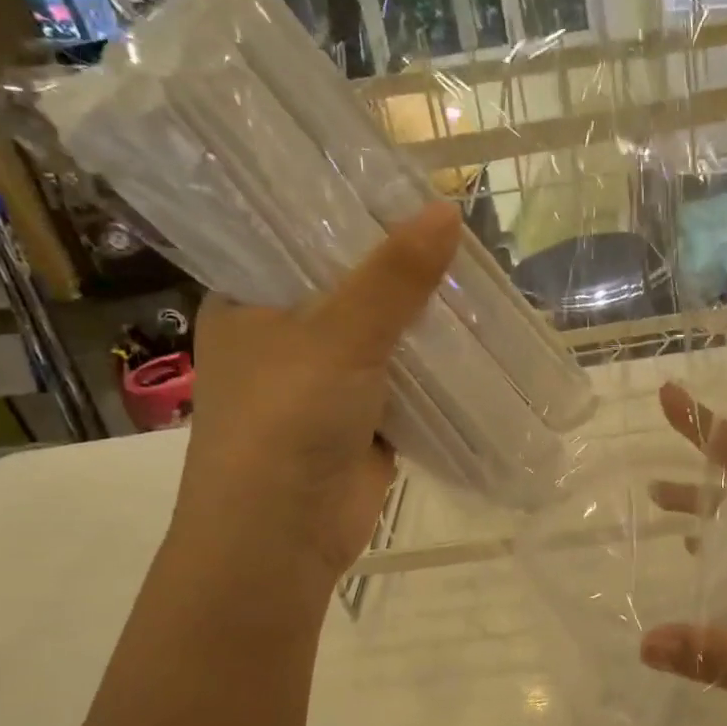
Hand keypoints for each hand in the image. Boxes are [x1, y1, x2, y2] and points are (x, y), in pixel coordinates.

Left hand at [170, 202, 461, 603]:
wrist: (281, 538)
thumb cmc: (286, 421)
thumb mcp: (338, 336)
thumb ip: (393, 277)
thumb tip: (447, 211)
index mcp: (249, 301)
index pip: (299, 238)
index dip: (351, 213)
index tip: (403, 187)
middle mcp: (283, 336)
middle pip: (350, 287)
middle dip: (401, 270)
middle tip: (457, 232)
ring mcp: (324, 381)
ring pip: (383, 336)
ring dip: (423, 320)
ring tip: (477, 275)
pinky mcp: (361, 419)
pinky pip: (405, 380)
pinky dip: (435, 366)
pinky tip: (475, 337)